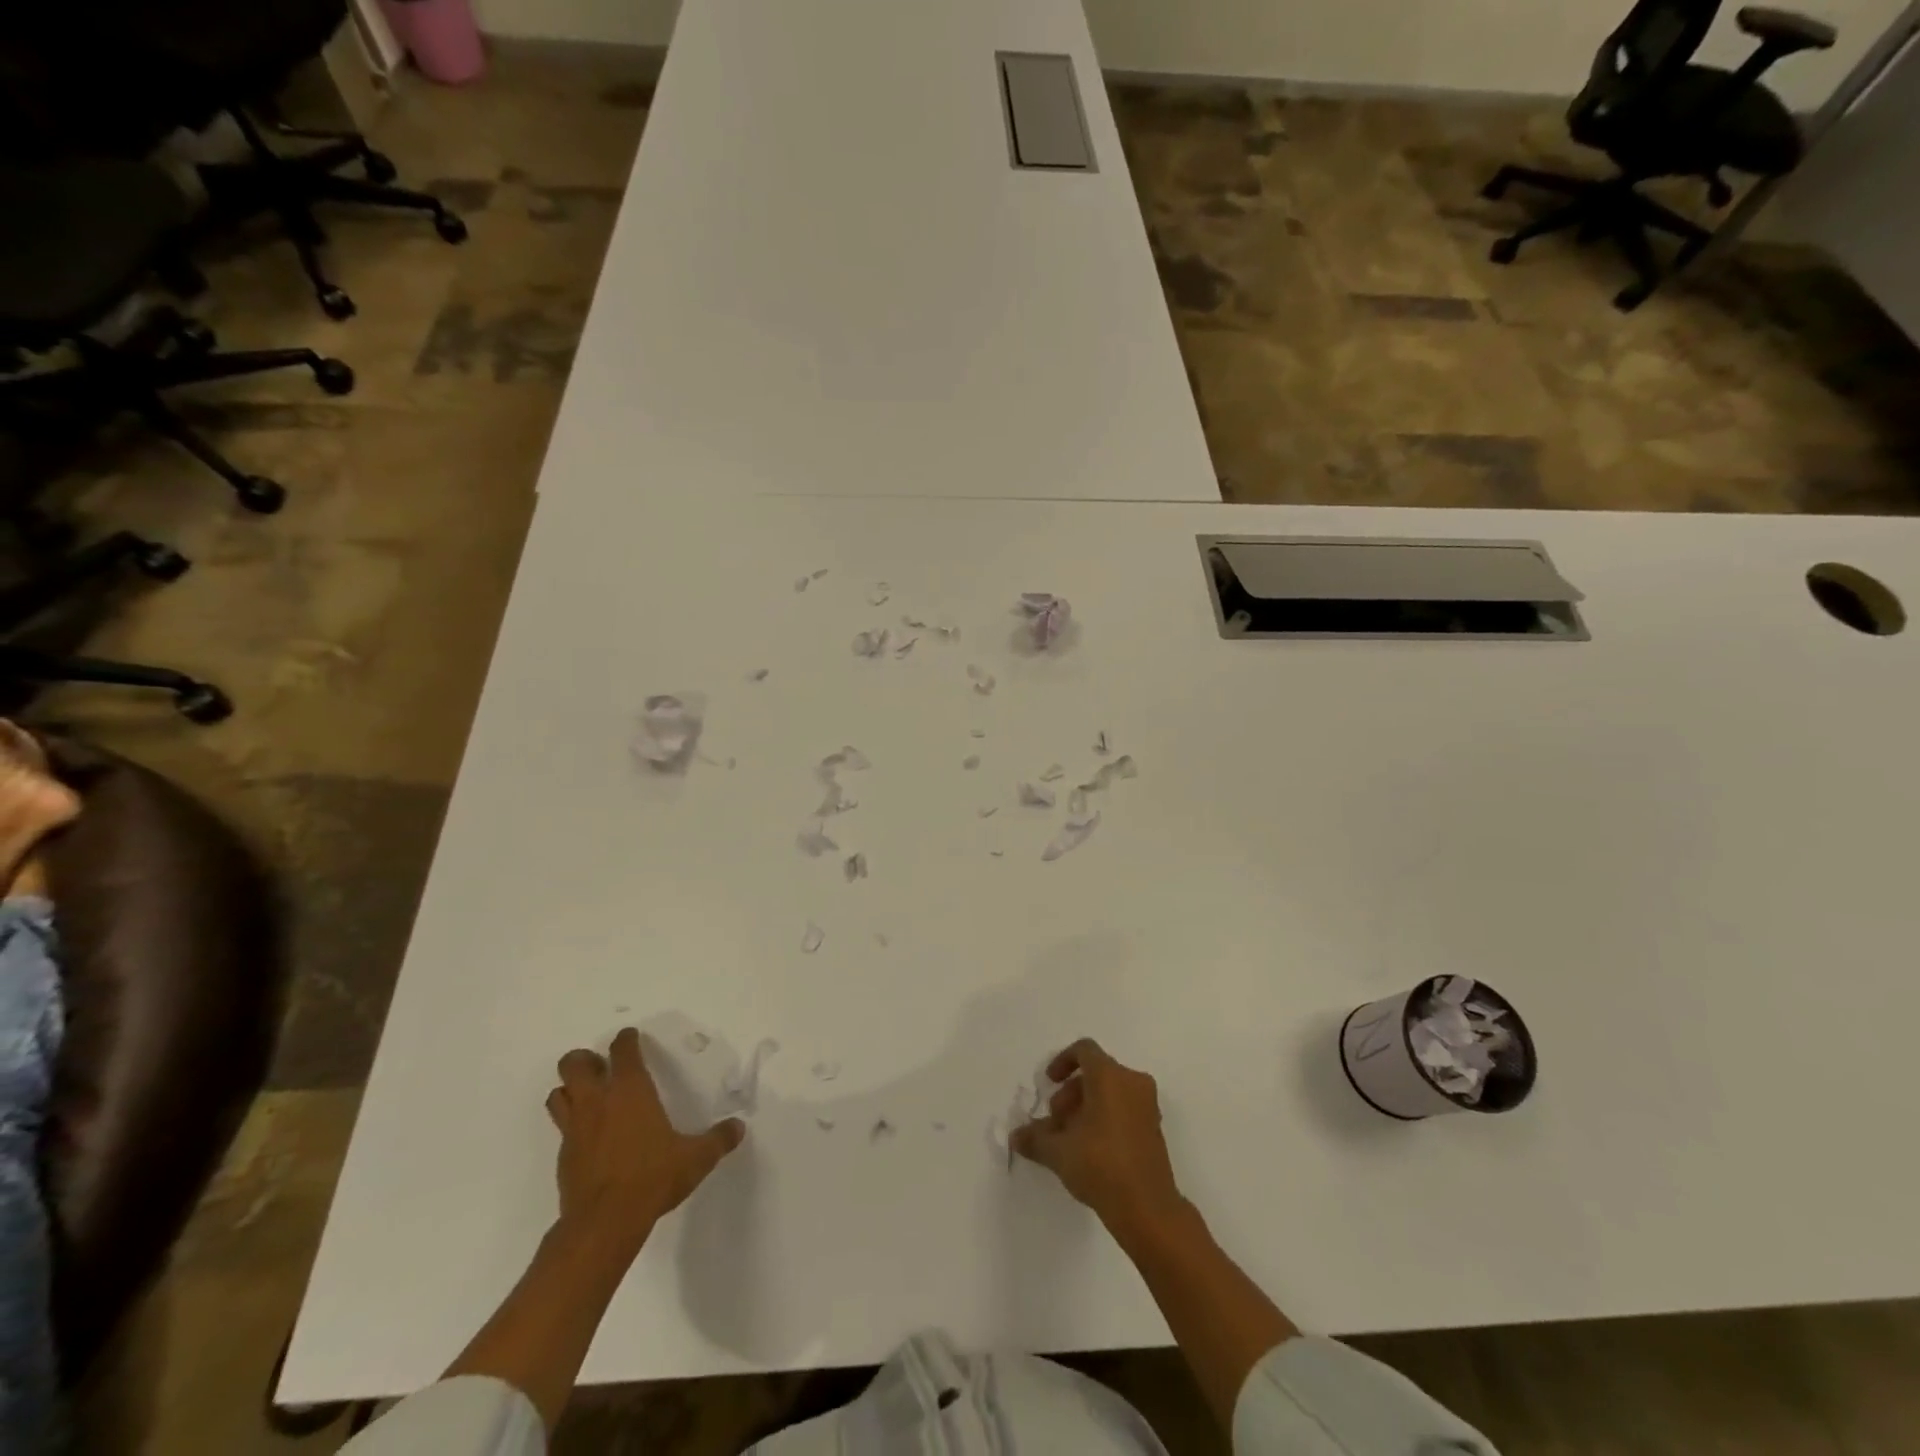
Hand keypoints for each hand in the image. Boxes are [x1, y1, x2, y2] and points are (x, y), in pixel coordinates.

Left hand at [546, 1027, 744, 1249]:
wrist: (604, 1224)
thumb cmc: (653, 1177)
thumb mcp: (696, 1158)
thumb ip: (718, 1140)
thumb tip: (739, 1127)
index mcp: (630, 1090)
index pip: (622, 1050)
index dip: (626, 1039)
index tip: (631, 1037)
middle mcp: (598, 1102)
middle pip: (573, 1064)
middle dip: (583, 1059)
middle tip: (601, 1067)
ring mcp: (575, 1130)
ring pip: (557, 1094)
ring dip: (569, 1090)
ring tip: (588, 1096)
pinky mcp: (564, 1158)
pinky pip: (561, 1129)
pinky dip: (572, 1125)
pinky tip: (590, 1138)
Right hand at [1010, 1038, 1185, 1234]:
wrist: (1148, 1209)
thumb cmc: (1101, 1165)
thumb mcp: (1059, 1152)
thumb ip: (1035, 1138)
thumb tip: (1016, 1136)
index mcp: (1110, 1076)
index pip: (1084, 1050)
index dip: (1062, 1061)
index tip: (1049, 1083)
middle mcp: (1132, 1083)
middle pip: (1096, 1073)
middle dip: (1070, 1093)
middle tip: (1055, 1122)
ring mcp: (1147, 1106)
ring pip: (1110, 1093)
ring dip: (1086, 1108)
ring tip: (1068, 1140)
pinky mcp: (1154, 1129)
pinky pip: (1124, 1109)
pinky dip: (1105, 1119)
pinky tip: (1089, 1150)